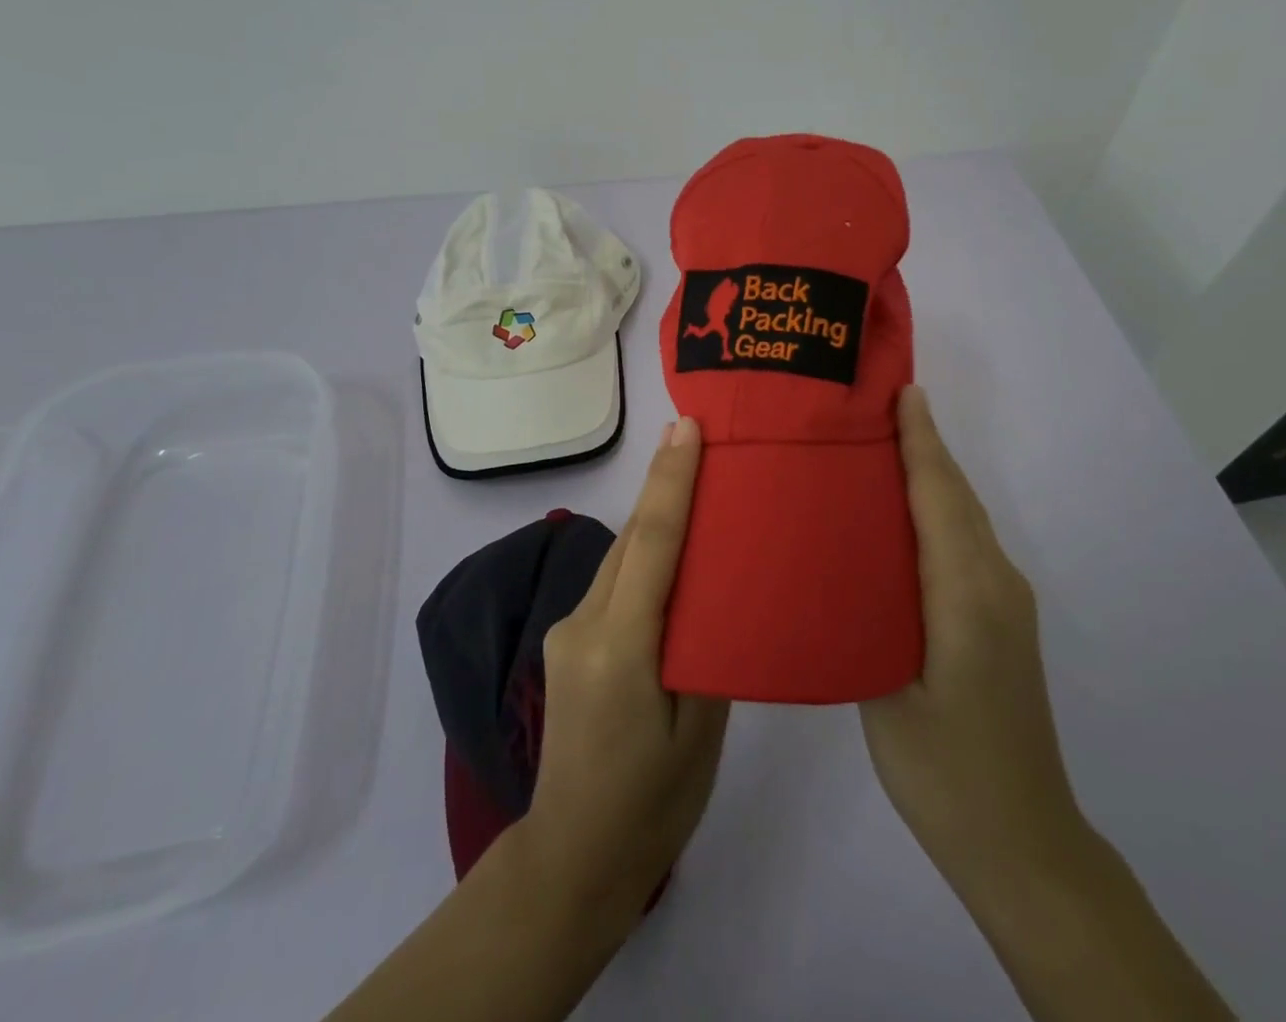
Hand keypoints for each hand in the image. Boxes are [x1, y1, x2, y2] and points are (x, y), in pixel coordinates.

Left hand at [520, 416, 730, 922]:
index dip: (670, 480)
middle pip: (632, 538)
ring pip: (619, 557)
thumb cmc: (652, 804)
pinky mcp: (567, 641)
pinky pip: (613, 582)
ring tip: (693, 481)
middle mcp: (584, 625)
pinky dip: (643, 556)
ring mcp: (568, 631)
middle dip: (662, 483)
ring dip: (654, 518)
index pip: (652, 543)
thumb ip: (709, 650)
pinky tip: (671, 553)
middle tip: (697, 434)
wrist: (573, 857)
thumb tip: (718, 591)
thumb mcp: (702, 732)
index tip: (686, 428)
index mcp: (621, 648)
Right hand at [861, 387, 1080, 893]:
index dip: (921, 441)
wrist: (1022, 841)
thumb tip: (836, 556)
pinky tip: (899, 514)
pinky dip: (936, 510)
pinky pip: (964, 543)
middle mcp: (996, 583)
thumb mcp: (886, 691)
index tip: (899, 392)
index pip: (941, 496)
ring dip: (929, 475)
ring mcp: (1005, 601)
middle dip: (922, 445)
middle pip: (956, 497)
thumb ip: (866, 615)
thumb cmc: (944, 769)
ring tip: (877, 445)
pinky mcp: (1000, 619)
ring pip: (963, 518)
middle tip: (872, 406)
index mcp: (967, 593)